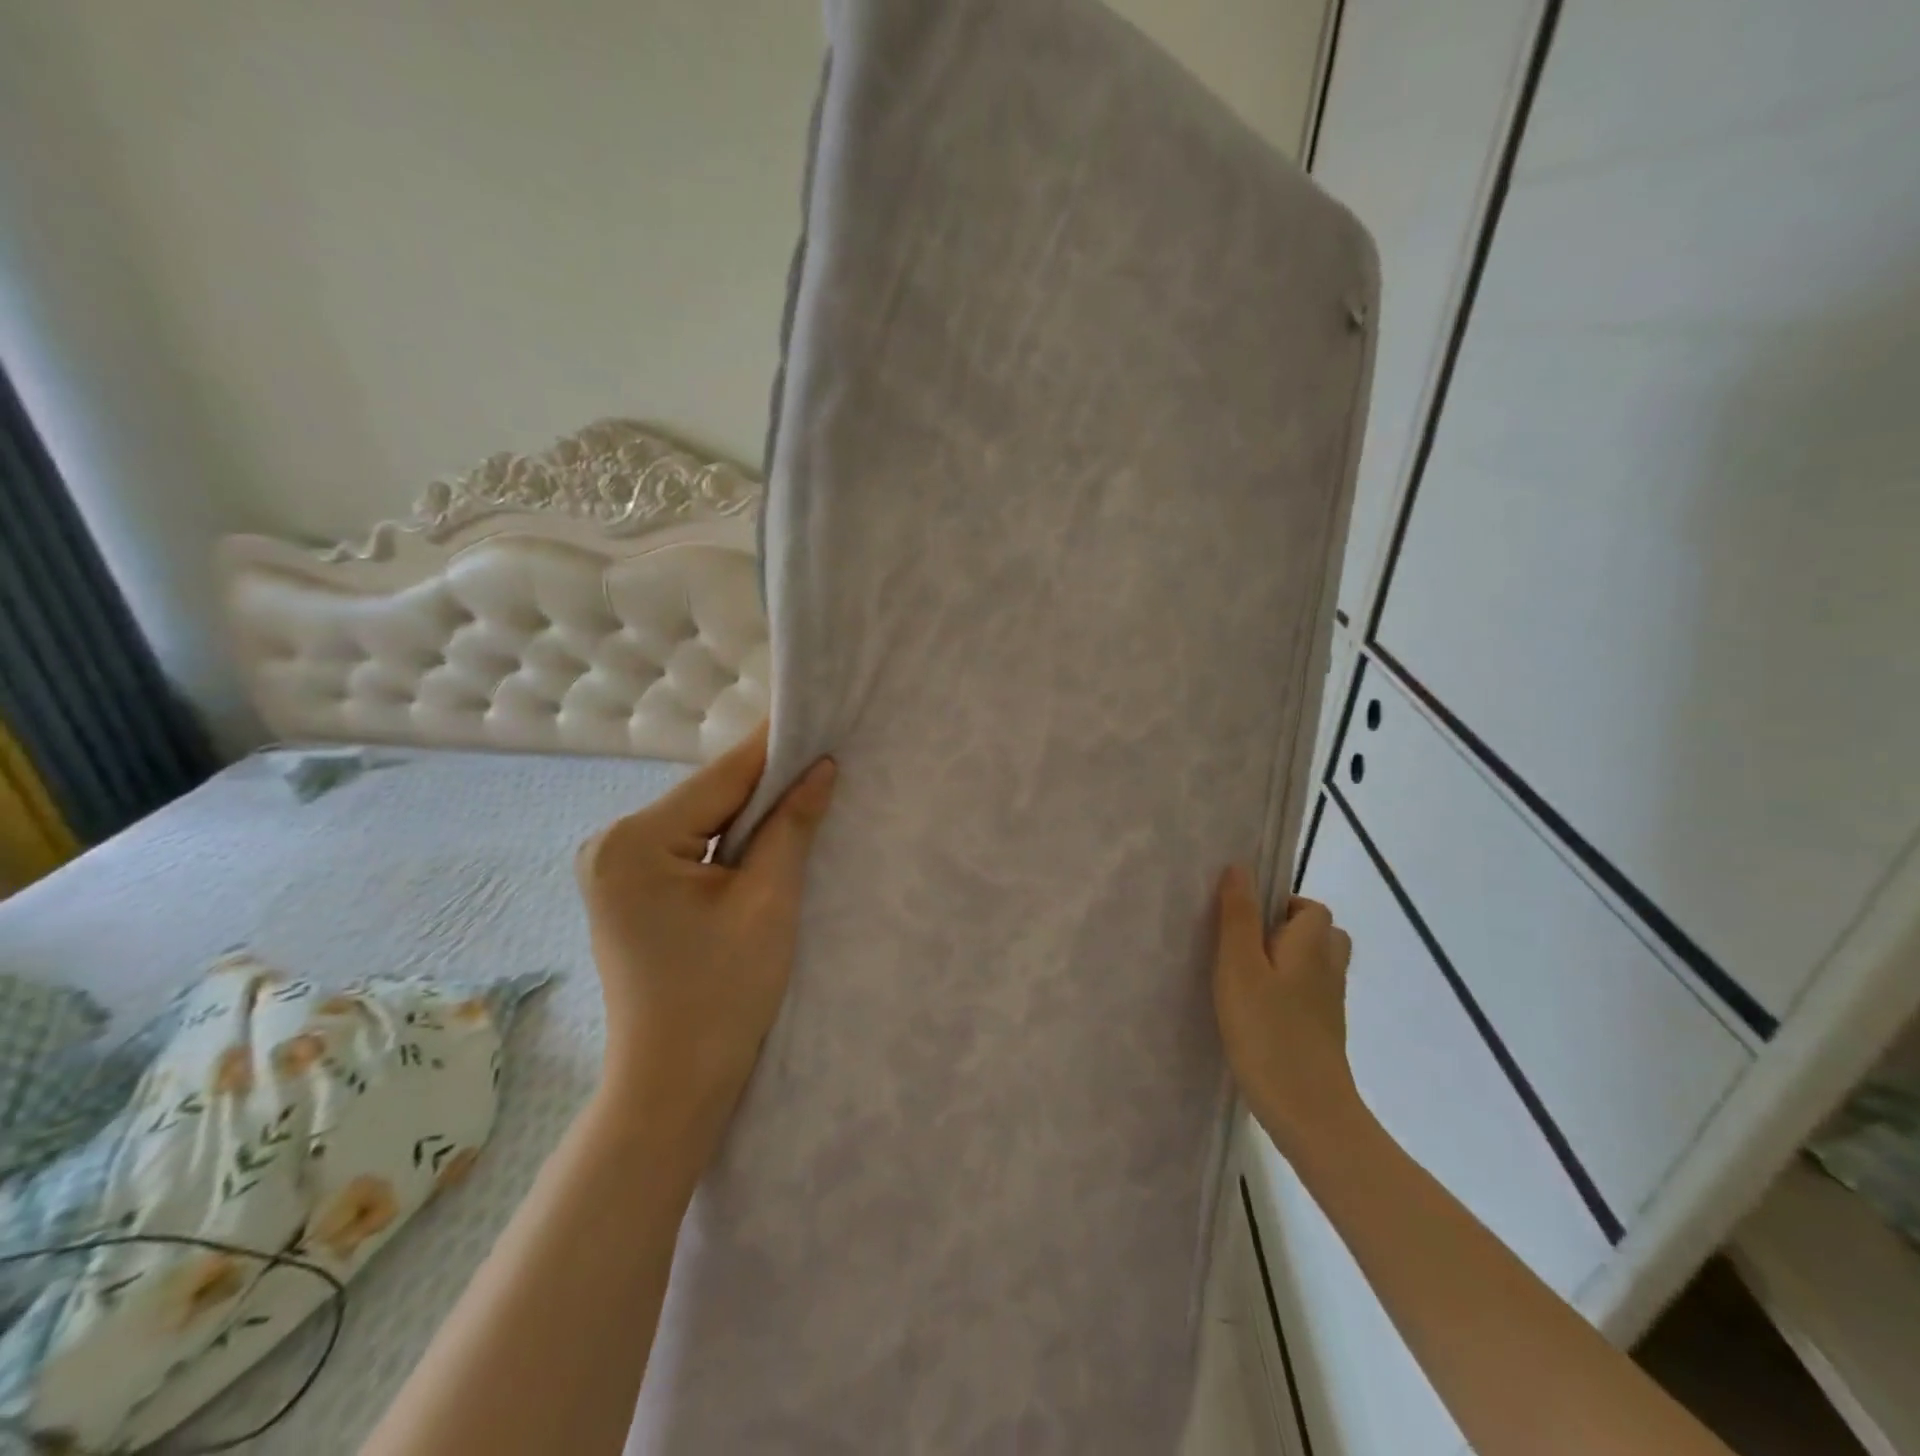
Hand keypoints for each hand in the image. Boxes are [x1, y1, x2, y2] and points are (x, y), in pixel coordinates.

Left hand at [575, 724, 835, 1171]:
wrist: (673, 1085)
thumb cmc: (724, 996)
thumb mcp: (769, 902)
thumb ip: (791, 824)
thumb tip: (821, 766)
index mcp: (634, 842)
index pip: (720, 777)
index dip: (775, 747)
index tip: (818, 716)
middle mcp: (610, 843)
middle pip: (707, 796)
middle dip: (765, 784)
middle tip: (823, 759)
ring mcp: (613, 867)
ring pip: (700, 820)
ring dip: (749, 813)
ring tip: (806, 792)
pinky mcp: (627, 888)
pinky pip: (688, 846)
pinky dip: (728, 840)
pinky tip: (766, 836)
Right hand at [1213, 867, 1360, 1156]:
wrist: (1308, 1112)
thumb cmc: (1267, 1032)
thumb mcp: (1239, 967)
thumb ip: (1238, 916)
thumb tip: (1240, 867)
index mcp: (1311, 946)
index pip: (1311, 908)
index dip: (1281, 905)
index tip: (1244, 919)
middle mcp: (1329, 970)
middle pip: (1321, 935)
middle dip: (1287, 931)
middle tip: (1245, 945)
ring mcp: (1330, 1006)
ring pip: (1316, 967)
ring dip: (1288, 963)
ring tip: (1247, 977)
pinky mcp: (1323, 1035)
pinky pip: (1309, 996)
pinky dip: (1289, 993)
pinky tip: (1258, 1011)